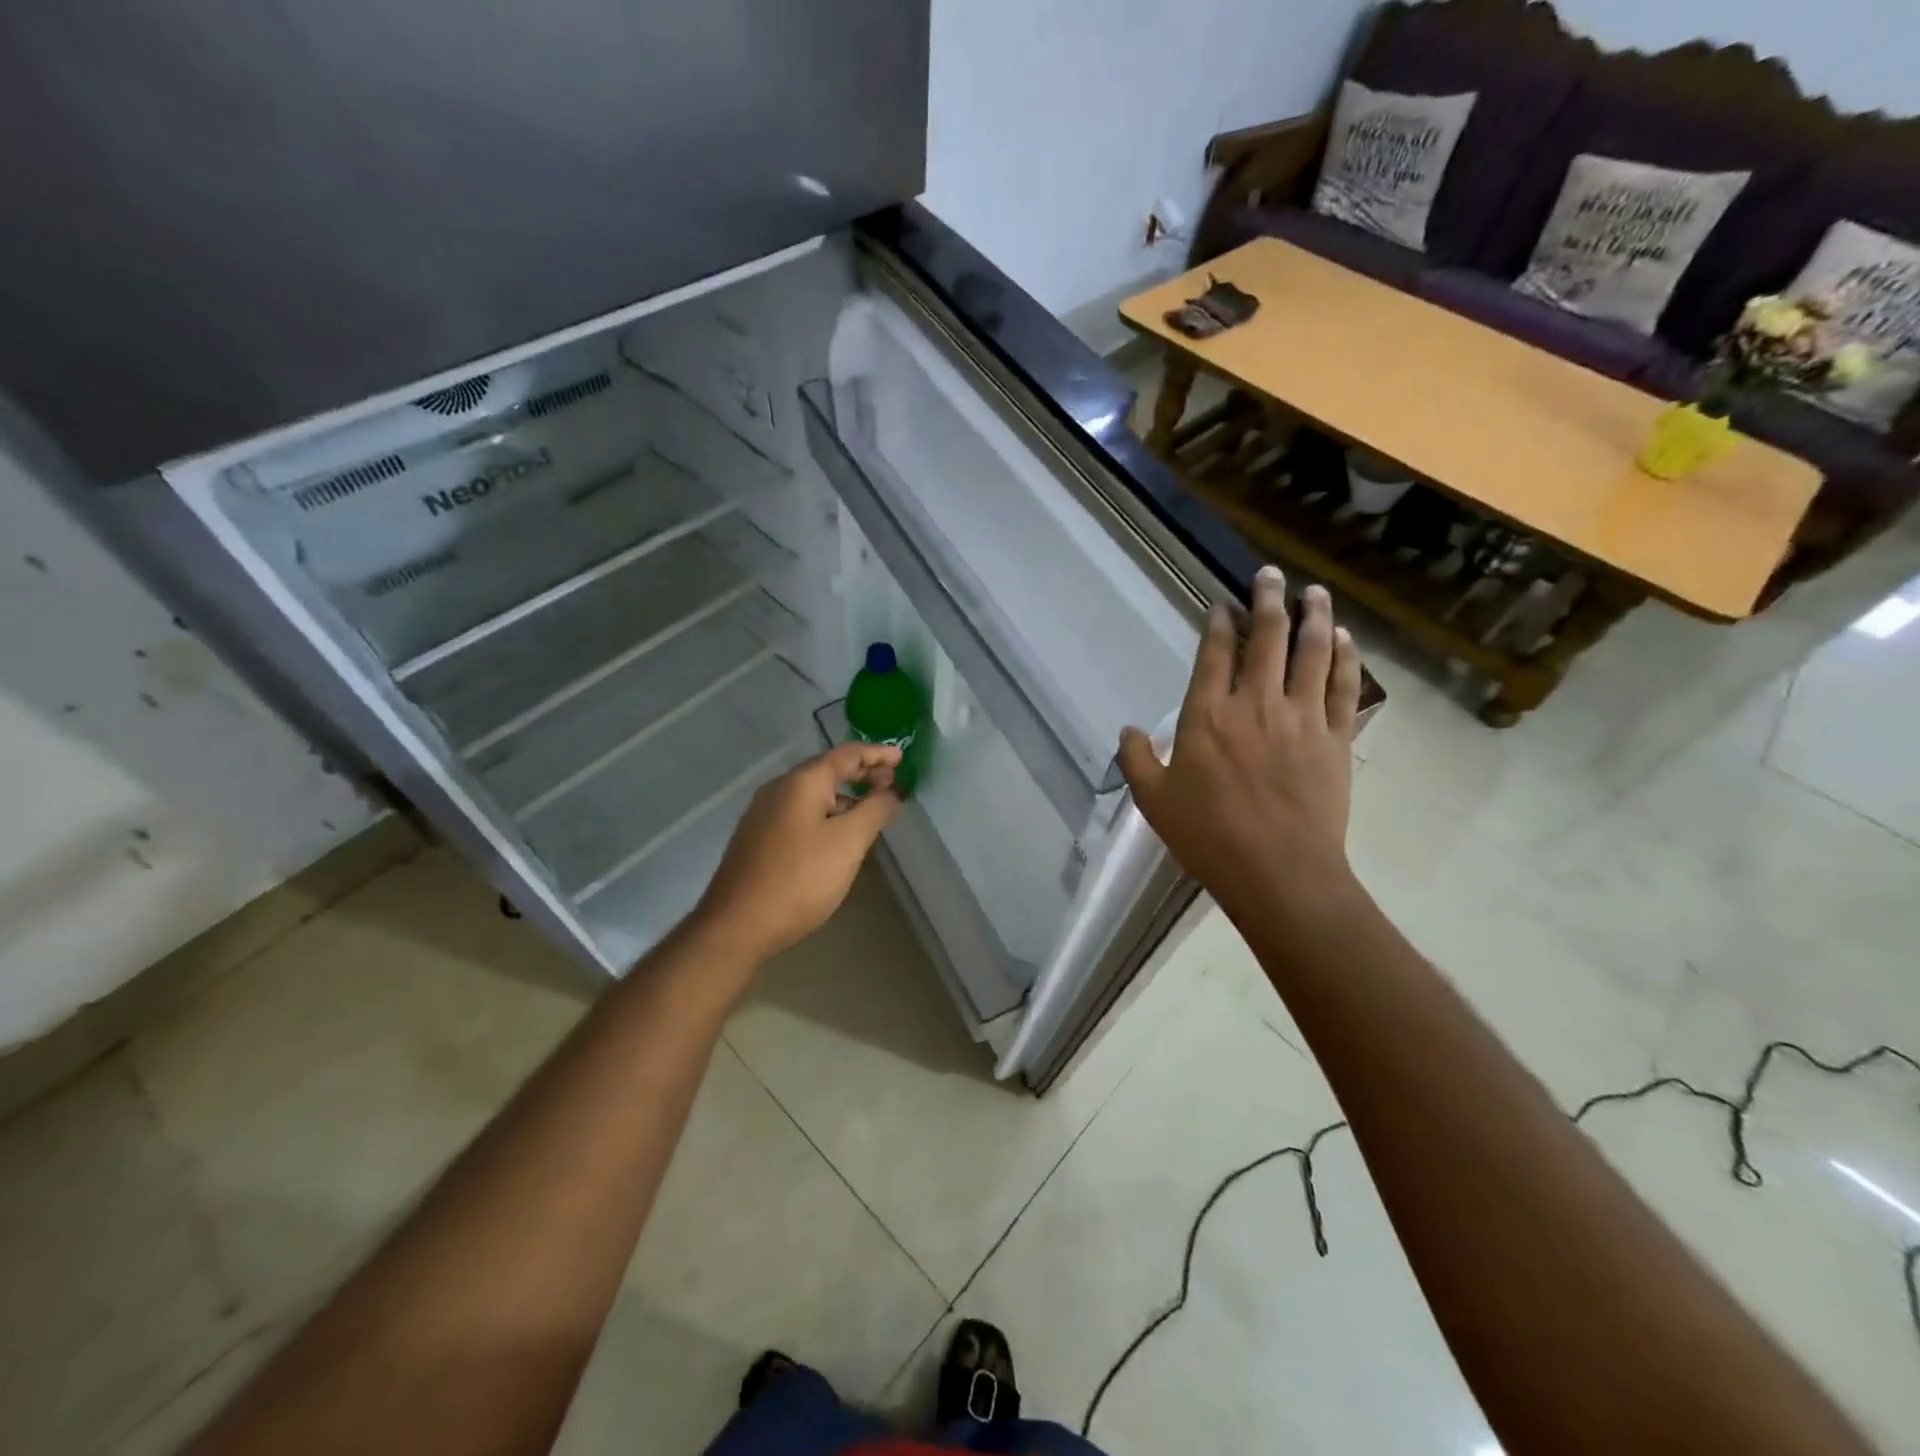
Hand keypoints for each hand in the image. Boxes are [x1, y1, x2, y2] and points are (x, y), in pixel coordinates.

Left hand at [688, 742, 902, 964]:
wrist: (736, 926)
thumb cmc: (799, 879)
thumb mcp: (848, 843)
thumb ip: (874, 811)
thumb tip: (892, 791)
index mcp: (801, 782)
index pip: (847, 754)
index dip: (877, 754)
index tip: (902, 760)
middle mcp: (779, 789)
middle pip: (828, 770)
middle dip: (862, 774)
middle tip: (892, 786)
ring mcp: (764, 814)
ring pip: (813, 794)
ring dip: (845, 797)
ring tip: (871, 812)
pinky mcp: (758, 839)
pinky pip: (800, 813)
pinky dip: (827, 814)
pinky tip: (838, 836)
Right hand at [1117, 567, 1362, 927]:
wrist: (1279, 873)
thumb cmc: (1209, 838)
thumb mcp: (1154, 802)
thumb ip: (1136, 760)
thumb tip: (1129, 730)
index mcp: (1207, 716)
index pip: (1214, 654)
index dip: (1218, 623)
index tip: (1222, 604)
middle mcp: (1255, 704)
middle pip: (1266, 639)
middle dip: (1267, 600)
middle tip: (1270, 574)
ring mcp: (1302, 718)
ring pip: (1311, 653)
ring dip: (1313, 617)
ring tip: (1313, 592)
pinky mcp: (1336, 739)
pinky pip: (1345, 688)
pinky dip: (1346, 659)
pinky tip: (1345, 640)